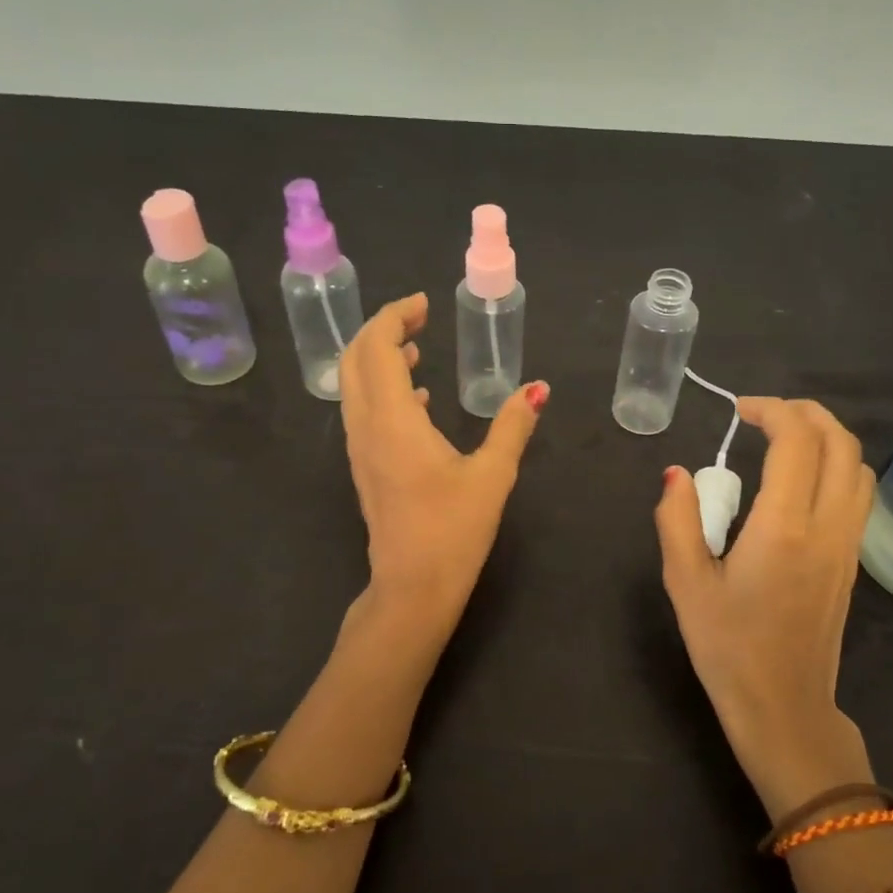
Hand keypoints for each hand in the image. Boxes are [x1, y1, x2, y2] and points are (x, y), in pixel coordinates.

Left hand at [340, 293, 547, 635]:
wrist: (412, 589)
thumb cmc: (453, 530)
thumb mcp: (492, 475)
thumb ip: (513, 426)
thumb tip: (538, 389)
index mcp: (393, 420)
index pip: (377, 347)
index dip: (395, 316)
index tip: (424, 304)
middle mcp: (366, 427)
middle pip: (355, 359)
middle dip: (382, 329)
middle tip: (418, 318)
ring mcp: (360, 450)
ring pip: (355, 386)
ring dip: (379, 358)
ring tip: (416, 347)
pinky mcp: (365, 468)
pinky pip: (364, 412)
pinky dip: (384, 390)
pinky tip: (419, 400)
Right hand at [654, 398, 876, 816]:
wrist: (784, 708)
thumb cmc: (728, 648)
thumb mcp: (685, 583)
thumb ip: (677, 520)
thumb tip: (677, 474)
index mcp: (784, 528)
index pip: (797, 441)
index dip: (772, 410)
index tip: (740, 410)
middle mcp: (827, 527)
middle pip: (841, 443)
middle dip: (806, 413)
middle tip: (765, 414)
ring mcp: (847, 545)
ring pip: (858, 467)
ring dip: (827, 437)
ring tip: (786, 439)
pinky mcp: (852, 562)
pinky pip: (858, 495)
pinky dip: (836, 466)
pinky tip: (800, 482)